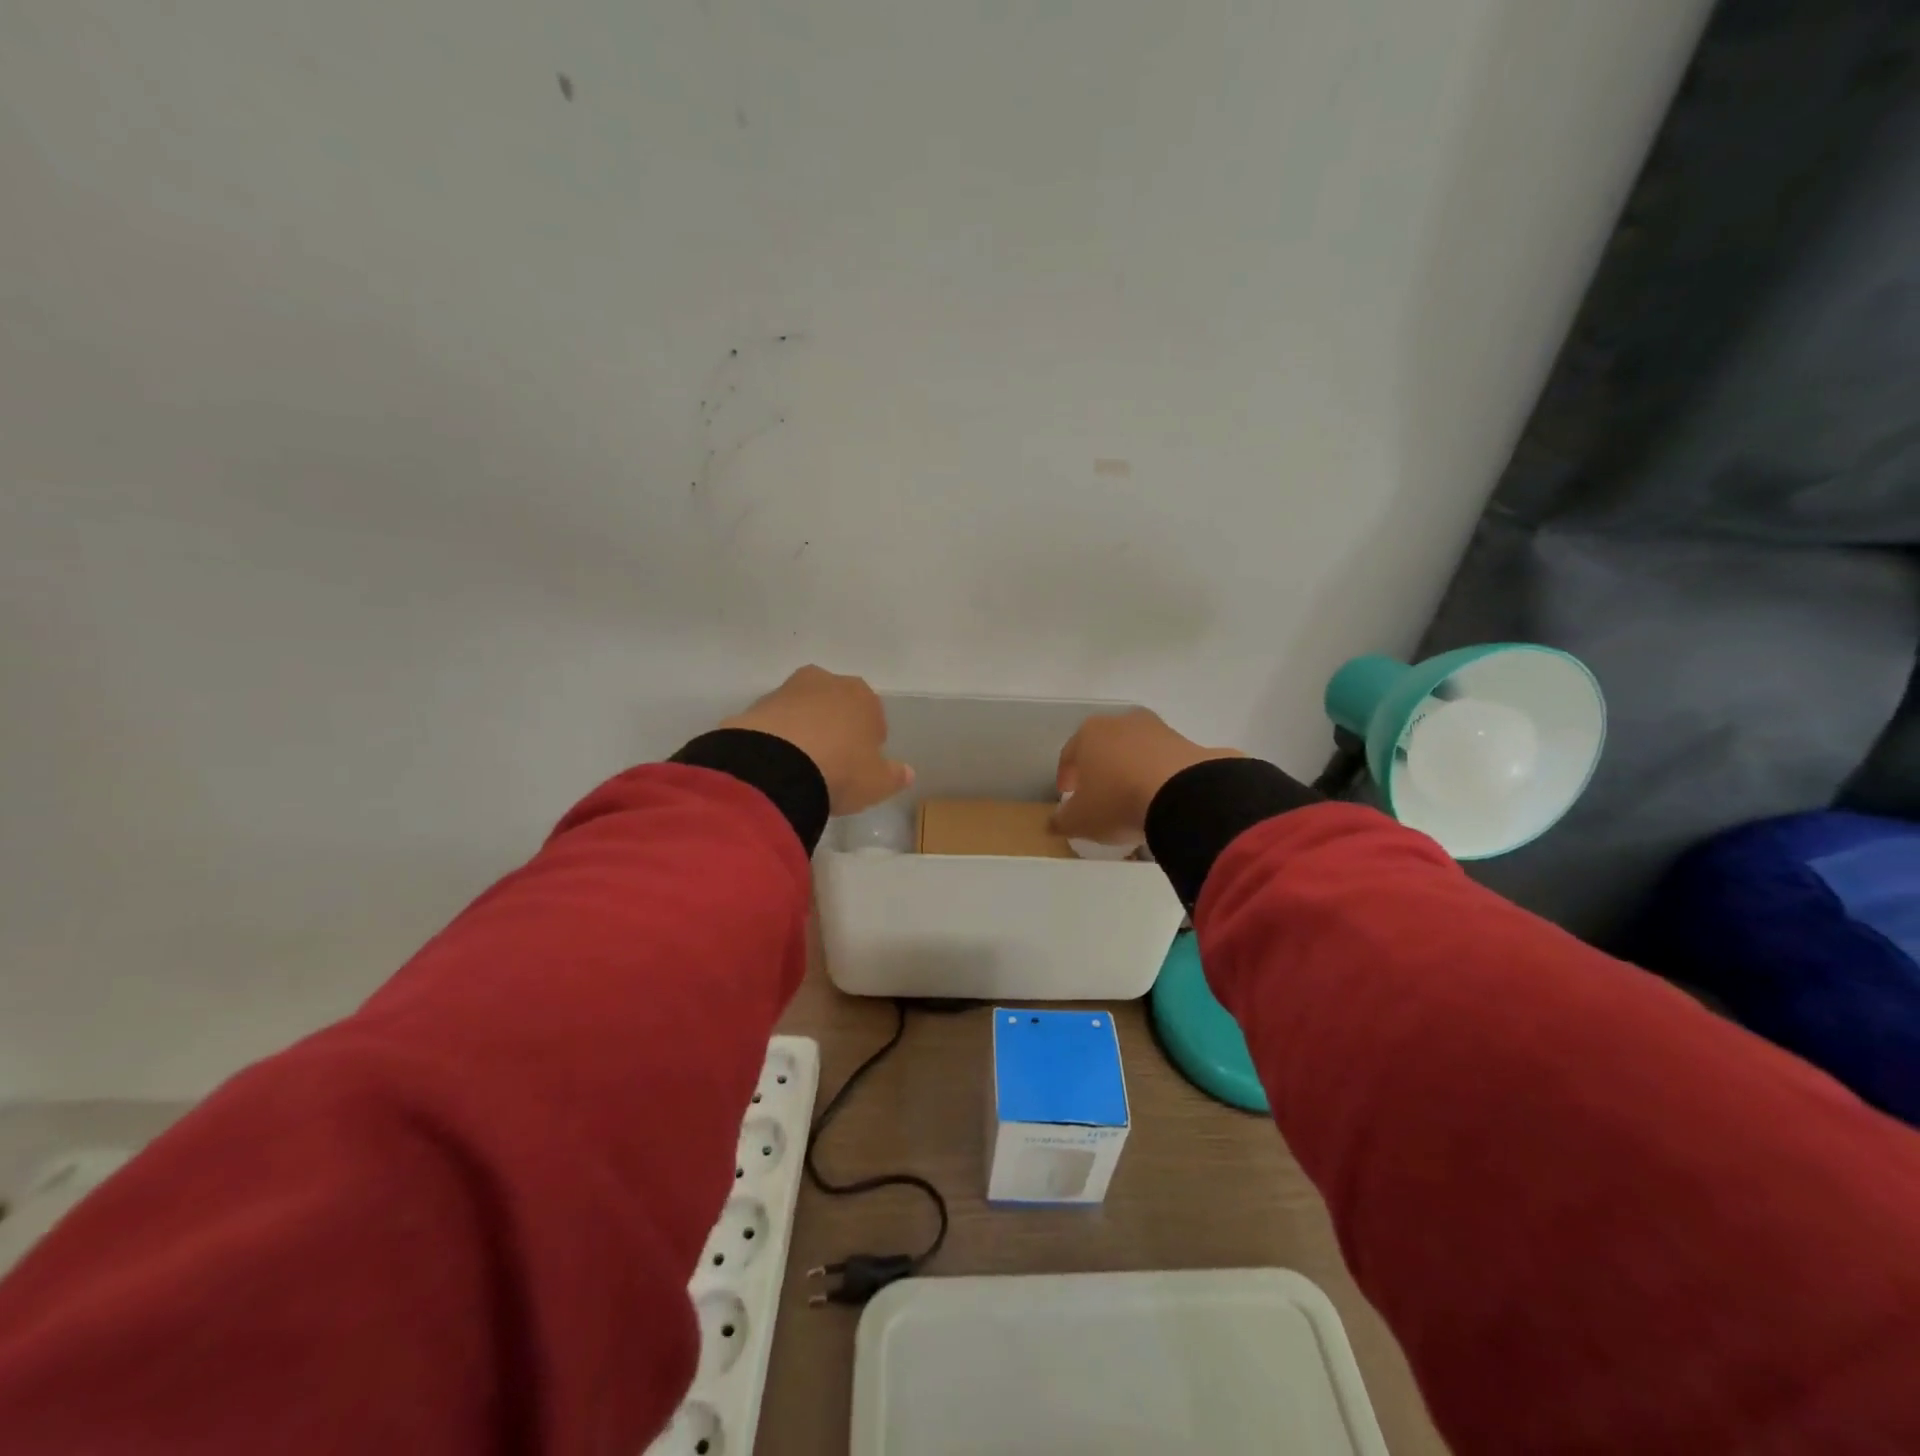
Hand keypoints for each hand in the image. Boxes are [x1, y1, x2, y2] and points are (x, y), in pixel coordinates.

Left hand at [722, 666, 913, 816]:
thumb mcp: (877, 782)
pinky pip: (774, 724)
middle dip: (835, 727)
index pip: (873, 714)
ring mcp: (787, 691)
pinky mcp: (756, 706)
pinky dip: (777, 739)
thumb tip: (906, 772)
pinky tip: (777, 765)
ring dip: (804, 730)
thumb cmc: (840, 770)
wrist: (776, 767)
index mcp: (862, 695)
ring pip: (803, 710)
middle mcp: (826, 682)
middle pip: (835, 705)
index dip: (869, 740)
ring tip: (800, 766)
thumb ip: (894, 775)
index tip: (862, 764)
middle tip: (832, 762)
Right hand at [1051, 709, 1241, 844]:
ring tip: (1132, 800)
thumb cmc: (1117, 801)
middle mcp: (1121, 722)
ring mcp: (1158, 729)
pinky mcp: (1187, 743)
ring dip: (1130, 771)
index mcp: (1089, 733)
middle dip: (1099, 769)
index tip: (1068, 796)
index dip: (1066, 777)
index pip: (1069, 754)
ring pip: (1135, 751)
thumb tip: (1054, 822)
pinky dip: (1158, 776)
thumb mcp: (1080, 820)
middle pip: (1103, 748)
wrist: (1183, 795)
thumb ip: (1062, 820)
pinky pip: (1163, 762)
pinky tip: (1159, 799)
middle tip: (1099, 796)